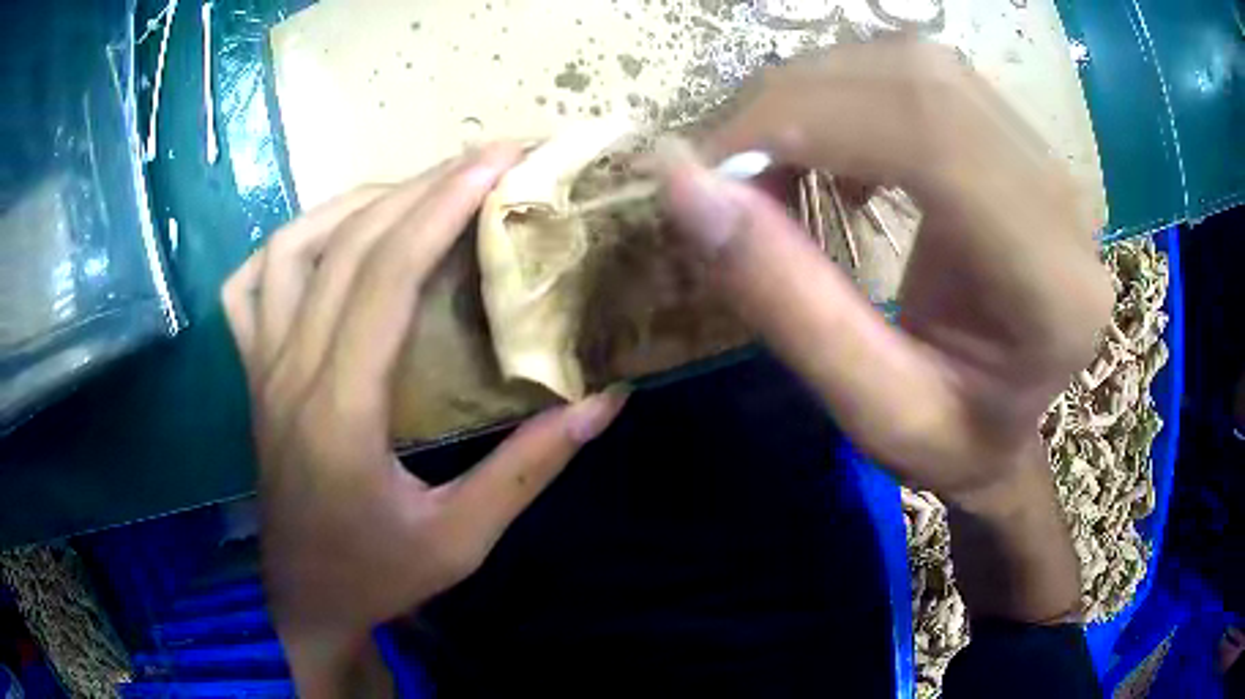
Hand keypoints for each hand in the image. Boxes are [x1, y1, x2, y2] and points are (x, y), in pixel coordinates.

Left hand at [221, 145, 625, 696]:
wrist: (306, 600)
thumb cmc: (378, 577)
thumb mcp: (463, 540)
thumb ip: (529, 468)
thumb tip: (604, 401)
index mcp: (339, 413)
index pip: (385, 276)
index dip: (443, 206)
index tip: (499, 161)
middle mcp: (290, 372)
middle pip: (347, 245)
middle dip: (421, 185)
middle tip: (485, 158)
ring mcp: (261, 368)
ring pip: (290, 248)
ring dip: (355, 203)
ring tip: (416, 191)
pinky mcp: (252, 374)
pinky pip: (248, 286)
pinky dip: (287, 244)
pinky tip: (326, 238)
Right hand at [660, 41, 1112, 620]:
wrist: (1008, 429)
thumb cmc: (951, 443)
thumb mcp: (866, 410)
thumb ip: (784, 300)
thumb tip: (682, 183)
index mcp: (1048, 286)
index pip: (933, 138)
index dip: (807, 120)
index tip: (714, 165)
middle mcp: (1061, 202)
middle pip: (922, 80)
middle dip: (797, 101)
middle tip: (729, 166)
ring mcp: (1046, 161)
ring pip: (917, 65)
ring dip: (819, 93)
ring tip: (775, 163)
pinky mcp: (1018, 144)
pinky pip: (924, 80)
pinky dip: (851, 97)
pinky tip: (836, 154)